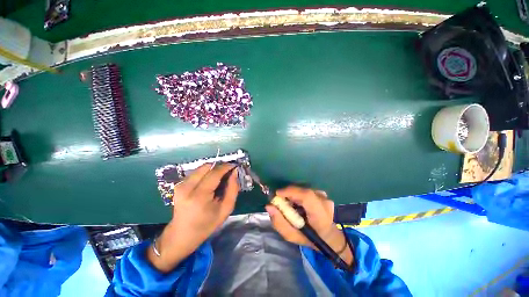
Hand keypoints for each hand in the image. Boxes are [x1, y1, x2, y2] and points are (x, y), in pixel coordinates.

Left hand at [148, 163, 238, 271]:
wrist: (181, 235)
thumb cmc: (206, 225)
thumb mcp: (226, 209)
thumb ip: (233, 189)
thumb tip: (234, 172)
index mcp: (199, 196)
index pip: (215, 173)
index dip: (226, 167)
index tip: (235, 166)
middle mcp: (187, 187)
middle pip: (207, 167)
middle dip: (220, 166)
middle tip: (228, 172)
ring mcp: (180, 185)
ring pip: (202, 168)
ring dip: (213, 169)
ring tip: (220, 178)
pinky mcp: (178, 184)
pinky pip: (196, 172)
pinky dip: (206, 173)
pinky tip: (210, 182)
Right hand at [265, 186, 352, 264]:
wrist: (327, 236)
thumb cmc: (309, 238)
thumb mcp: (291, 236)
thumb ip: (279, 222)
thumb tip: (269, 206)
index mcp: (320, 216)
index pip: (307, 196)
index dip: (291, 192)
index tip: (277, 194)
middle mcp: (325, 203)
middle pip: (303, 191)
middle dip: (288, 193)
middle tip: (280, 201)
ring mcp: (325, 197)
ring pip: (303, 190)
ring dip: (294, 194)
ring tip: (291, 204)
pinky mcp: (323, 194)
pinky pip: (306, 190)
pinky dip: (299, 194)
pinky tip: (299, 203)